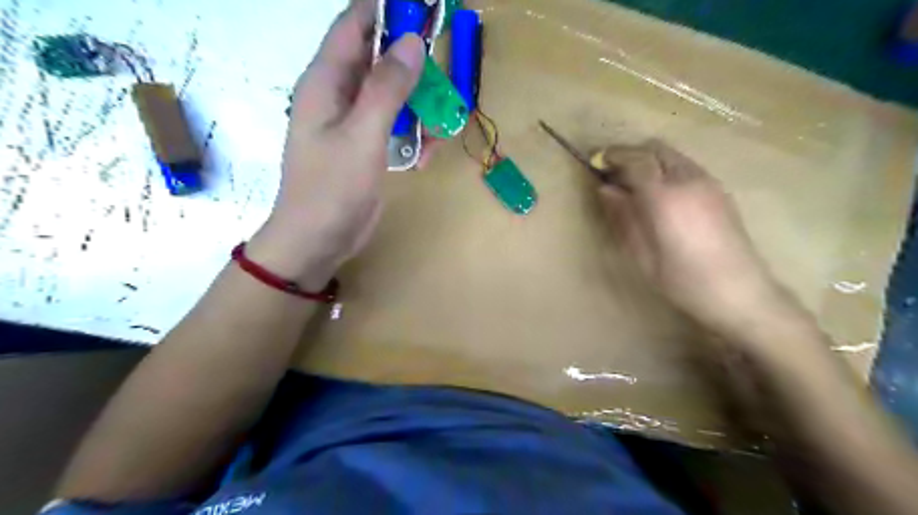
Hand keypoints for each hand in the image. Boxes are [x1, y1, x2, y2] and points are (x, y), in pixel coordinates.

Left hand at [248, 1, 426, 289]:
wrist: (319, 240)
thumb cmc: (332, 188)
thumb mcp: (362, 136)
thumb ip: (386, 89)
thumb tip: (412, 43)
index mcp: (326, 82)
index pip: (354, 26)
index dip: (385, 11)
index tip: (423, 10)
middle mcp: (339, 95)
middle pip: (379, 60)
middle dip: (413, 67)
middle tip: (443, 81)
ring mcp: (354, 123)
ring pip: (393, 96)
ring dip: (419, 109)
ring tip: (437, 132)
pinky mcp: (367, 147)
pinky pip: (395, 127)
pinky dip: (414, 137)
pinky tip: (424, 158)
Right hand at [599, 141, 792, 333]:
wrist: (740, 293)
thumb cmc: (683, 281)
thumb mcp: (642, 254)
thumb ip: (623, 217)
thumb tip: (605, 189)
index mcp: (665, 198)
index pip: (636, 160)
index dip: (614, 156)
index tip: (597, 162)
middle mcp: (688, 180)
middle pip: (656, 149)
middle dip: (631, 154)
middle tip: (614, 172)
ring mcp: (708, 182)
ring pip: (673, 155)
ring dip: (650, 160)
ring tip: (635, 184)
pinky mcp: (719, 190)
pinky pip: (687, 166)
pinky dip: (667, 169)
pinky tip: (661, 194)